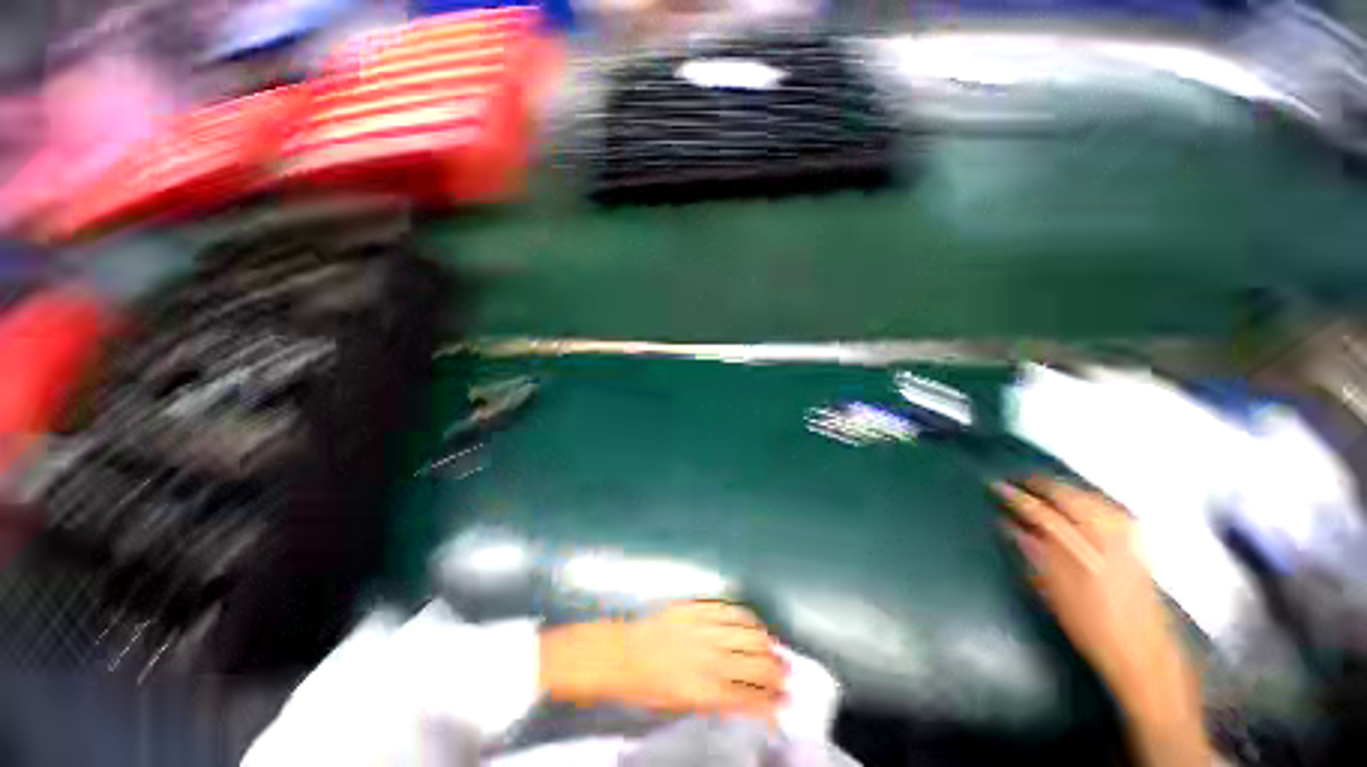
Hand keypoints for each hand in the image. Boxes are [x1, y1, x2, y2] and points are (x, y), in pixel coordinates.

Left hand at [539, 601, 786, 720]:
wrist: (623, 653)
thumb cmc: (648, 689)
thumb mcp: (681, 707)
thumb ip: (715, 702)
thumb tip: (741, 699)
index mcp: (706, 691)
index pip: (751, 699)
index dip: (771, 703)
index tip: (783, 705)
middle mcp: (711, 658)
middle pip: (757, 664)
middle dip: (777, 673)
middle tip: (786, 677)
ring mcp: (705, 628)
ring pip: (749, 633)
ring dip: (767, 644)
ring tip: (775, 650)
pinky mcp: (698, 607)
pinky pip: (730, 609)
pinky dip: (747, 618)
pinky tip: (754, 624)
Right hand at [993, 477, 1169, 687]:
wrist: (1143, 651)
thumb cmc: (1091, 626)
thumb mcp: (1053, 593)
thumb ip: (1033, 553)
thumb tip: (1009, 525)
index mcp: (1081, 548)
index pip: (1041, 511)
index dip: (1015, 497)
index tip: (995, 486)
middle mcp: (1107, 535)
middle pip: (1070, 496)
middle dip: (1040, 484)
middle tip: (1016, 479)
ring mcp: (1126, 536)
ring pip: (1090, 496)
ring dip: (1063, 488)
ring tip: (1041, 485)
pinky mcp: (1136, 541)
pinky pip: (1106, 505)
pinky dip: (1086, 496)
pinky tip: (1077, 498)